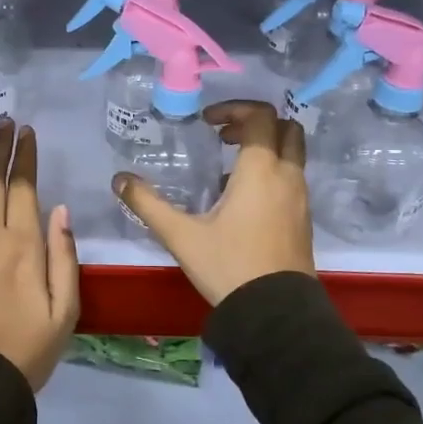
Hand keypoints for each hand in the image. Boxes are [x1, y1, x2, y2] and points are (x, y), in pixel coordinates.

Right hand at [113, 100, 314, 305]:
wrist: (275, 314)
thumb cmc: (229, 266)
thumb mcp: (181, 236)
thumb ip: (148, 204)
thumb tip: (119, 180)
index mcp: (261, 170)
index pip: (259, 116)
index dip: (233, 109)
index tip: (208, 123)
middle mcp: (287, 176)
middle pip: (286, 128)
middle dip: (255, 123)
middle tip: (223, 137)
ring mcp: (300, 198)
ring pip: (292, 154)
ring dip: (264, 148)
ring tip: (227, 169)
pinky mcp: (303, 219)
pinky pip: (292, 178)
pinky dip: (272, 172)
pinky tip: (241, 200)